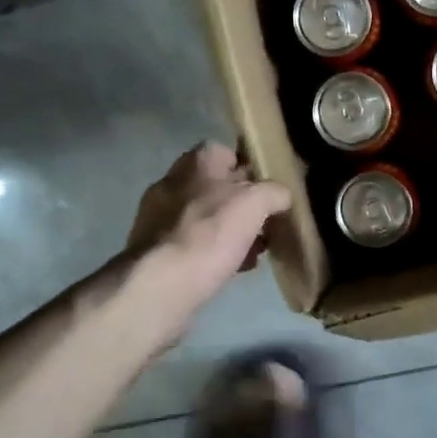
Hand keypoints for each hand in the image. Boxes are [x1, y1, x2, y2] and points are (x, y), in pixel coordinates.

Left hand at [128, 142, 291, 325]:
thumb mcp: (255, 204)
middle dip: (243, 206)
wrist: (160, 285)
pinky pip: (193, 244)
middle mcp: (173, 182)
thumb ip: (273, 192)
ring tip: (253, 253)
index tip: (268, 190)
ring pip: (205, 217)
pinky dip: (213, 253)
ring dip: (230, 231)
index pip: (226, 152)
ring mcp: (159, 217)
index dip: (250, 168)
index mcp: (196, 163)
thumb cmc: (210, 234)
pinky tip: (231, 269)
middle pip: (217, 187)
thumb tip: (280, 196)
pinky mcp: (155, 250)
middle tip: (266, 225)